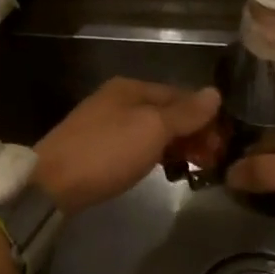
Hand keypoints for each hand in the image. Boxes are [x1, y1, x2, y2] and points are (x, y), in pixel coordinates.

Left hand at [34, 78, 221, 215]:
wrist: (52, 185)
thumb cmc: (107, 152)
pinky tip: (164, 172)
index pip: (181, 95)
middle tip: (211, 161)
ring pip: (153, 131)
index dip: (205, 117)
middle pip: (167, 112)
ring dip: (177, 146)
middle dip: (193, 134)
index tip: (223, 144)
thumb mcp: (152, 129)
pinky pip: (138, 146)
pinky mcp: (98, 149)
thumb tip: (216, 93)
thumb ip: (185, 113)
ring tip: (193, 169)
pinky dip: (156, 156)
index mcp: (132, 88)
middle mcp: (119, 100)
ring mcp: (106, 124)